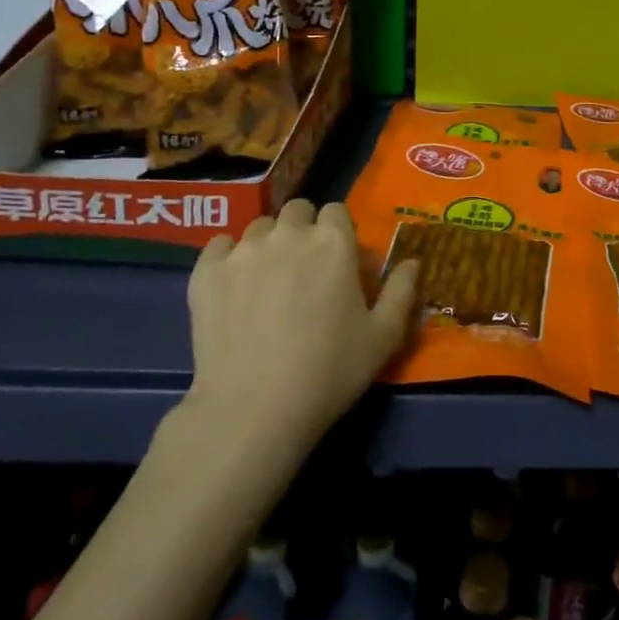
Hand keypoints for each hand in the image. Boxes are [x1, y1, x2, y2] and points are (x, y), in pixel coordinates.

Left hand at [184, 199, 418, 448]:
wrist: (254, 408)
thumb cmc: (329, 372)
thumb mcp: (383, 338)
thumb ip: (403, 292)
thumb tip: (413, 262)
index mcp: (334, 242)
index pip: (337, 212)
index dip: (339, 233)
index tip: (338, 261)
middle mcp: (289, 234)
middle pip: (297, 211)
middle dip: (303, 231)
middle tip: (304, 270)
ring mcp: (243, 250)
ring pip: (259, 227)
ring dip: (268, 243)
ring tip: (267, 281)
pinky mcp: (206, 271)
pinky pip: (219, 245)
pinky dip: (228, 258)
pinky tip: (233, 287)